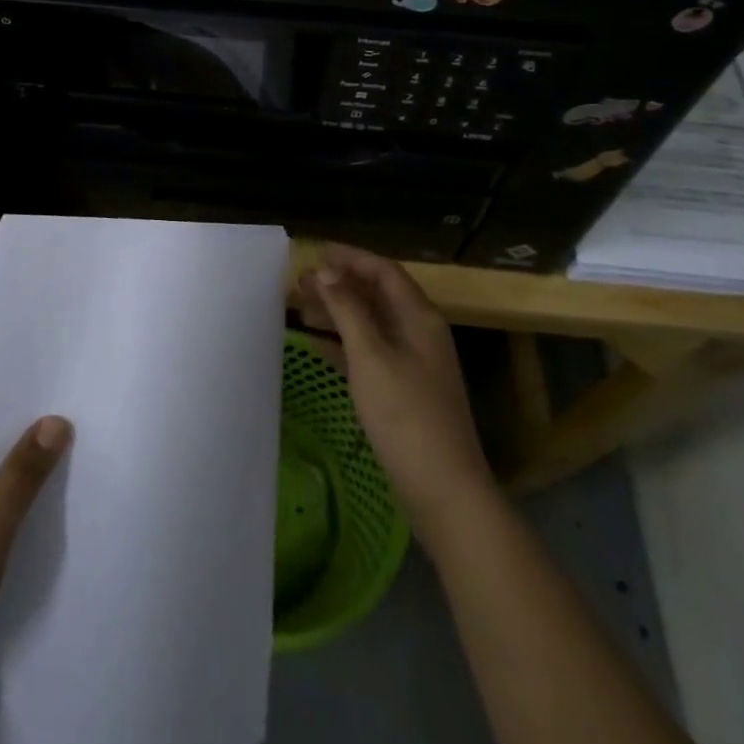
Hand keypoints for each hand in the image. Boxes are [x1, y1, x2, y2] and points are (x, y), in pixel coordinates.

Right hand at [297, 245, 494, 533]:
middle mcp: (419, 332)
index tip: (315, 252)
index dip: (350, 257)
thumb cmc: (406, 416)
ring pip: (371, 323)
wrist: (444, 491)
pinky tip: (315, 344)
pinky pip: (369, 351)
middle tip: (299, 281)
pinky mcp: (404, 390)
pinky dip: (343, 343)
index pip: (383, 271)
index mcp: (419, 317)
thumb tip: (326, 271)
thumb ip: (348, 310)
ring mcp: (413, 363)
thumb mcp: (371, 356)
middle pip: (376, 295)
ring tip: (300, 306)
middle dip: (339, 284)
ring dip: (338, 311)